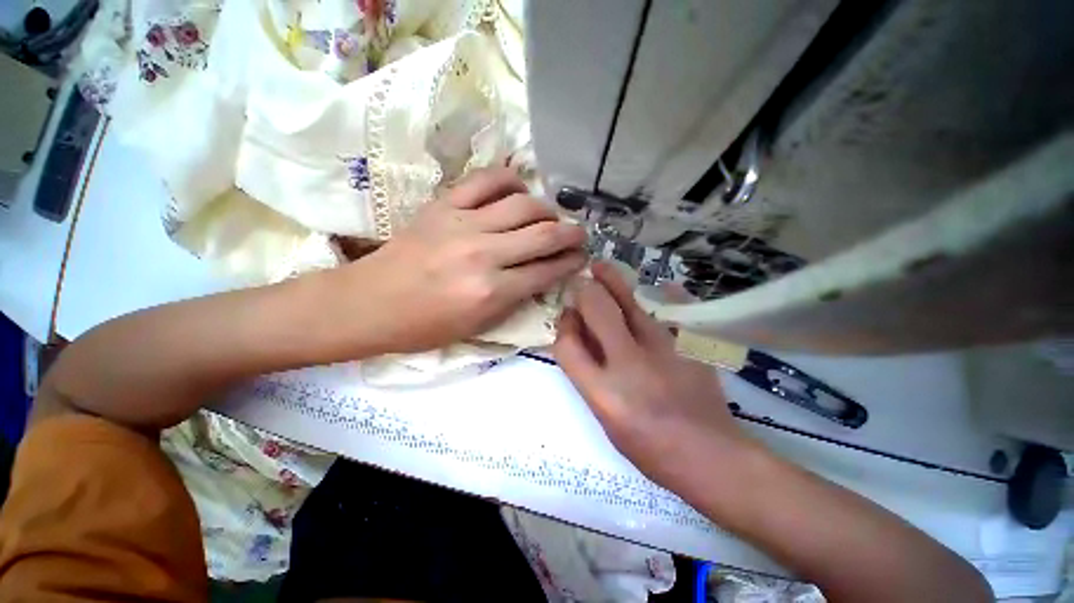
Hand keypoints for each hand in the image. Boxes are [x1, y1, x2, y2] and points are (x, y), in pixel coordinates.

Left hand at [355, 168, 586, 353]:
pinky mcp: (444, 205)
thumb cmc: (425, 326)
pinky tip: (518, 190)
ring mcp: (463, 223)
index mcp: (492, 292)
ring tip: (550, 216)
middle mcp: (484, 254)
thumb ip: (516, 298)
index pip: (548, 270)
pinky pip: (486, 180)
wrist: (370, 303)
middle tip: (579, 234)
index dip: (572, 263)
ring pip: (523, 204)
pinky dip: (510, 181)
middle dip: (572, 234)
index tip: (581, 258)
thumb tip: (543, 274)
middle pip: (544, 234)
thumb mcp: (478, 326)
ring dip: (547, 209)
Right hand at [553, 261, 754, 489]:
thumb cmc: (648, 447)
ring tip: (600, 267)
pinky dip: (663, 294)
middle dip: (584, 290)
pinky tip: (659, 286)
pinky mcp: (690, 345)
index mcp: (604, 393)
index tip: (567, 317)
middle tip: (581, 281)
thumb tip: (578, 334)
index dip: (563, 326)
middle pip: (597, 310)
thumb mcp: (604, 417)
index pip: (567, 345)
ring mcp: (664, 350)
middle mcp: (630, 365)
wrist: (709, 456)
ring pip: (630, 302)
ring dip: (611, 280)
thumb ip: (587, 375)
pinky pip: (672, 309)